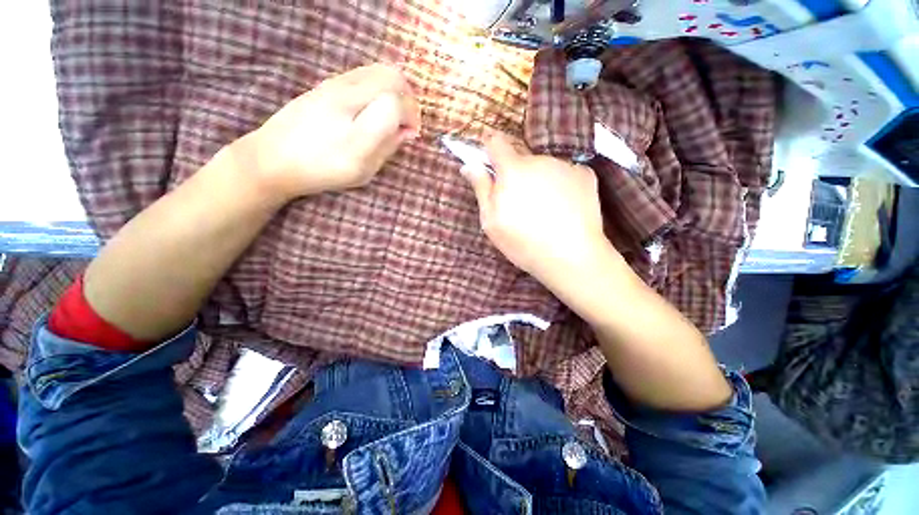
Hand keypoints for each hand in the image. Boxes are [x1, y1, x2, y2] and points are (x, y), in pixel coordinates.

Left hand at [240, 64, 420, 200]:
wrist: (274, 157)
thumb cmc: (322, 171)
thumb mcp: (363, 171)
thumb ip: (388, 148)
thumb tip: (407, 131)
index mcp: (356, 132)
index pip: (395, 104)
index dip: (411, 117)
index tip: (411, 133)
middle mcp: (346, 99)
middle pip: (392, 77)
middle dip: (409, 98)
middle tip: (407, 119)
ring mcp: (335, 84)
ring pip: (379, 70)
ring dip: (395, 89)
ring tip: (393, 112)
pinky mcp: (327, 82)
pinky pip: (365, 73)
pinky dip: (380, 85)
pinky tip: (374, 105)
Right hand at [462, 132, 613, 290]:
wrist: (571, 257)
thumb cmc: (523, 242)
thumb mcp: (492, 221)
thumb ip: (481, 189)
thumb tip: (469, 165)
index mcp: (513, 170)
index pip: (497, 143)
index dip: (490, 149)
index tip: (490, 163)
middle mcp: (539, 160)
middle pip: (521, 159)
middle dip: (516, 175)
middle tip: (519, 204)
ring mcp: (565, 166)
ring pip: (544, 168)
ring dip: (539, 181)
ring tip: (544, 210)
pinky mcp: (585, 175)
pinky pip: (565, 174)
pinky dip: (561, 186)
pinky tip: (564, 208)